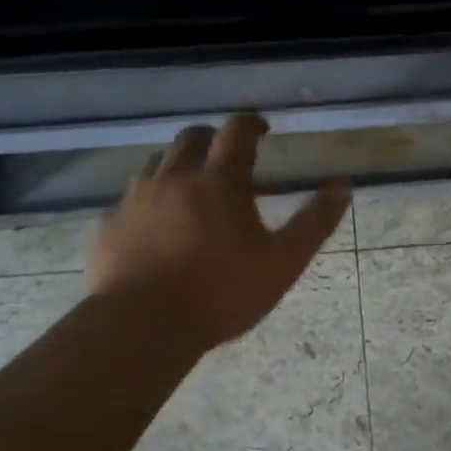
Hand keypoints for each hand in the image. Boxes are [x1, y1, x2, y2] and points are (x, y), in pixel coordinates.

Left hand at [88, 113, 351, 348]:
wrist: (144, 326)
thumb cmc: (222, 293)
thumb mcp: (282, 262)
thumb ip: (314, 222)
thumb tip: (342, 186)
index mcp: (218, 181)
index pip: (236, 132)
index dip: (250, 123)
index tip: (261, 129)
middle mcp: (173, 178)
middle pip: (190, 138)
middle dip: (211, 139)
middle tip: (225, 157)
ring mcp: (135, 200)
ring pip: (154, 164)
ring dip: (175, 167)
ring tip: (188, 190)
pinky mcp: (107, 226)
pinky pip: (126, 202)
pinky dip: (145, 204)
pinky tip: (151, 228)